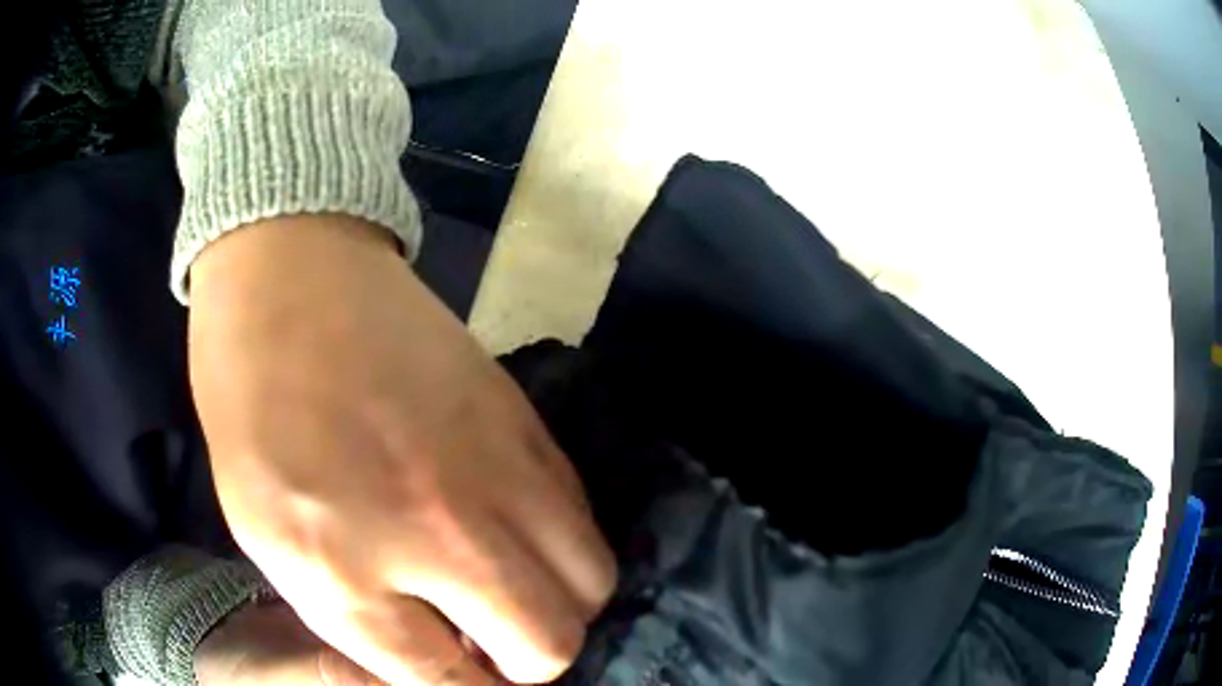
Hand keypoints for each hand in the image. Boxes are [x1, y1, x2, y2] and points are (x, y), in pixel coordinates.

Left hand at [187, 215, 616, 683]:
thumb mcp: (267, 534)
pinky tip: (517, 530)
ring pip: (589, 584)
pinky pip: (581, 515)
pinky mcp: (526, 422)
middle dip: (525, 664)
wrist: (291, 277)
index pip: (450, 684)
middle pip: (547, 645)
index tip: (467, 684)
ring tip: (510, 591)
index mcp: (342, 569)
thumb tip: (436, 654)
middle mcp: (438, 532)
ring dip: (555, 607)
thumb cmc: (251, 407)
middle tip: (487, 644)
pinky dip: (561, 546)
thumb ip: (354, 613)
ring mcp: (495, 470)